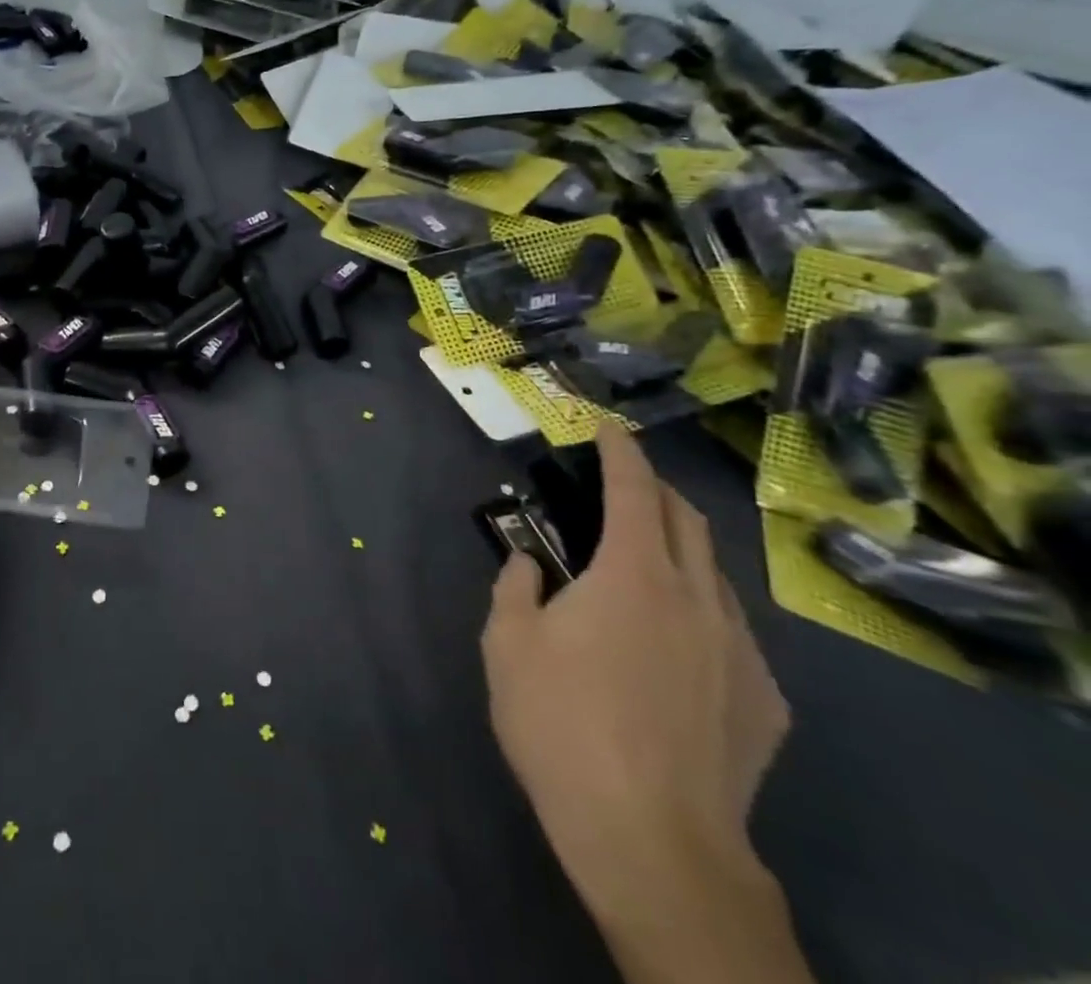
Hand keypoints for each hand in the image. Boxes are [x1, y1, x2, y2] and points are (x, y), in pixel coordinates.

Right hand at [481, 423, 788, 909]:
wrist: (653, 842)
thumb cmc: (562, 724)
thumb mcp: (506, 645)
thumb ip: (515, 588)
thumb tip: (527, 563)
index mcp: (633, 575)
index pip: (633, 490)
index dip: (620, 451)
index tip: (609, 428)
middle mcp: (698, 599)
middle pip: (688, 521)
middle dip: (657, 490)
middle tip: (624, 486)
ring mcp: (740, 653)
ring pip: (716, 577)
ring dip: (682, 552)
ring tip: (646, 567)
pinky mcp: (765, 705)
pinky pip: (732, 635)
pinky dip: (700, 614)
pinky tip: (675, 651)